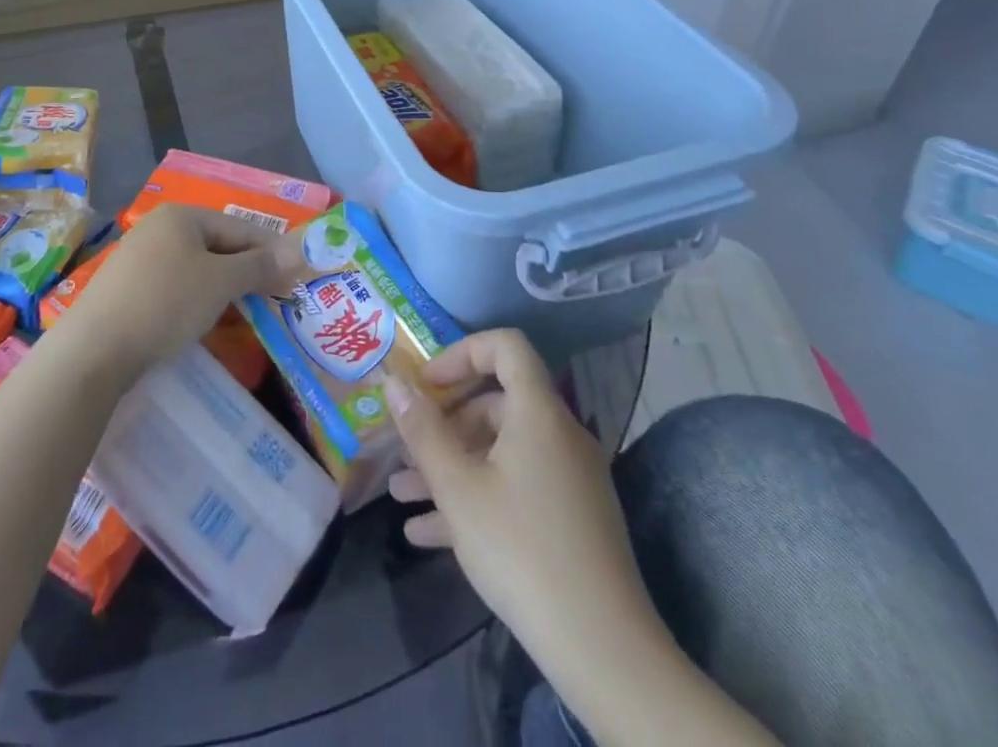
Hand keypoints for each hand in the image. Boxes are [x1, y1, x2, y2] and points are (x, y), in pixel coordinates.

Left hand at [72, 204, 302, 369]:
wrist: (94, 349)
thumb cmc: (165, 303)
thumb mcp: (220, 283)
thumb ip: (260, 266)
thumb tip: (299, 250)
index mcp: (182, 215)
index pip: (240, 227)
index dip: (272, 251)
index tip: (298, 277)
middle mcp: (159, 227)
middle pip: (218, 245)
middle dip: (248, 271)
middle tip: (276, 298)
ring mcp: (140, 257)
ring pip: (197, 267)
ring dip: (225, 287)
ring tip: (248, 312)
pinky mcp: (128, 287)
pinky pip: (176, 285)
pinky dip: (197, 298)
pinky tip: (206, 319)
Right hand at [385, 330, 658, 660]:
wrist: (604, 651)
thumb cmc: (521, 550)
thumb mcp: (458, 488)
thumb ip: (422, 431)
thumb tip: (393, 382)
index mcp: (539, 413)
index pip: (506, 347)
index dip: (462, 353)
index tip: (428, 384)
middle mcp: (559, 435)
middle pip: (496, 404)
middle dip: (444, 424)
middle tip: (407, 448)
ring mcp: (569, 479)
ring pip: (500, 453)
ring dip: (451, 467)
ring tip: (402, 495)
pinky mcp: (571, 519)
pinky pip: (516, 489)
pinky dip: (477, 499)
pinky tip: (427, 534)